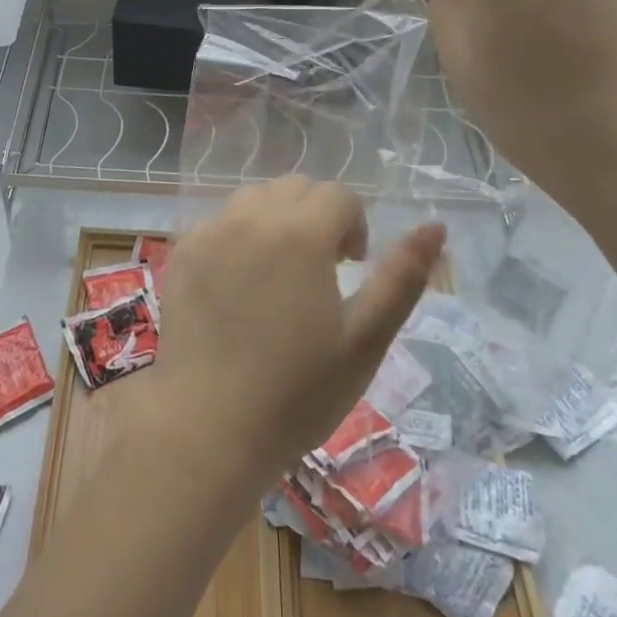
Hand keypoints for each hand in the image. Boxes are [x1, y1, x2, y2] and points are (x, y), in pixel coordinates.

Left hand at [120, 178, 442, 498]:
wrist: (208, 428)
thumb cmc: (297, 392)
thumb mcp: (365, 340)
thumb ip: (402, 277)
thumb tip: (436, 227)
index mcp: (299, 233)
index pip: (338, 194)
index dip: (354, 226)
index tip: (351, 268)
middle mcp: (250, 218)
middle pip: (295, 188)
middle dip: (318, 216)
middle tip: (321, 271)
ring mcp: (209, 233)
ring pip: (254, 198)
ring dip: (277, 220)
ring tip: (280, 273)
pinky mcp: (181, 253)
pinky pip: (218, 222)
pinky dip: (237, 236)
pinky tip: (238, 286)